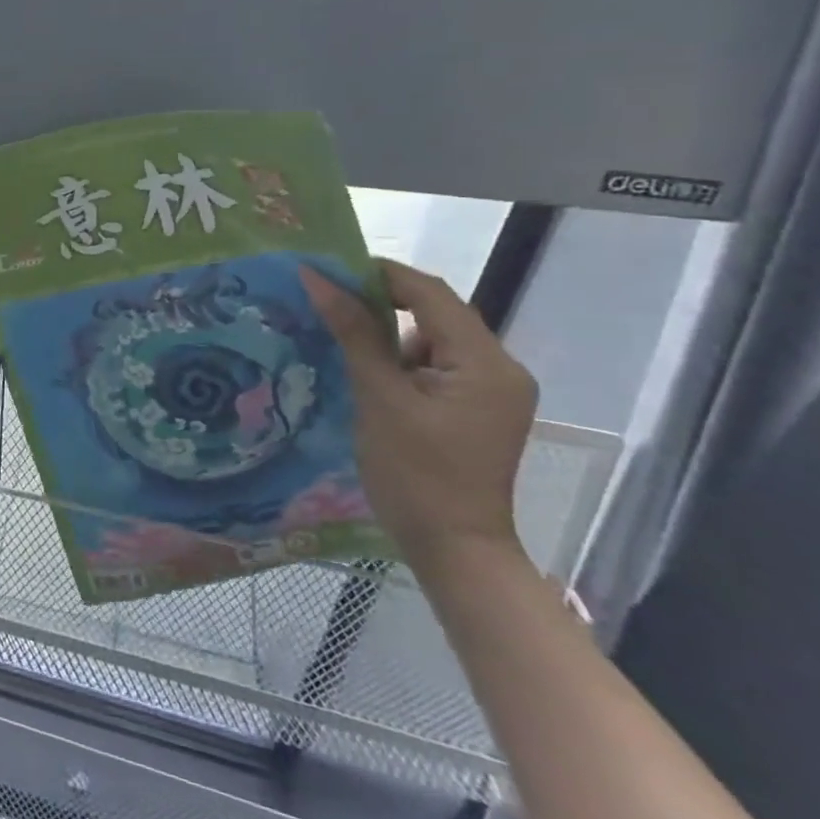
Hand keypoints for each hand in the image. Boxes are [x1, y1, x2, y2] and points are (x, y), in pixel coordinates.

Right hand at [300, 260, 537, 573]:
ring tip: (341, 334)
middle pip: (438, 313)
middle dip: (382, 301)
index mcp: (486, 363)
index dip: (380, 273)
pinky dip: (402, 358)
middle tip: (327, 298)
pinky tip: (370, 371)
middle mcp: (501, 368)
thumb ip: (355, 333)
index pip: (432, 294)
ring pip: (436, 339)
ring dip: (391, 331)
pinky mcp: (479, 408)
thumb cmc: (415, 474)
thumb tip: (319, 279)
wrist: (455, 550)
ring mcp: (493, 390)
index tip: (328, 268)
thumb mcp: (380, 397)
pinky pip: (438, 364)